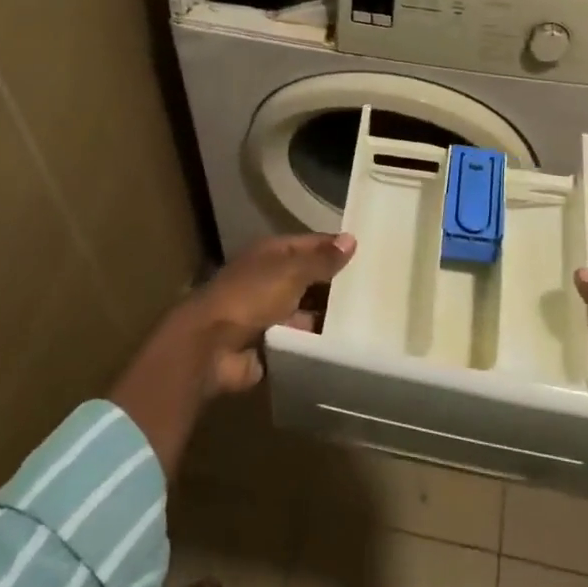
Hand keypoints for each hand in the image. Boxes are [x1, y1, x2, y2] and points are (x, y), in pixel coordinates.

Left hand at [187, 232, 355, 393]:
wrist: (210, 347)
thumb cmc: (250, 297)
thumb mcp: (291, 272)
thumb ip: (321, 259)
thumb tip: (351, 239)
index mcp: (272, 254)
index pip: (311, 244)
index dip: (336, 247)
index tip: (370, 254)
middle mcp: (271, 278)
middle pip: (310, 278)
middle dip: (337, 285)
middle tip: (377, 290)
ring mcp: (270, 312)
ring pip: (307, 310)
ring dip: (329, 315)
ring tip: (369, 319)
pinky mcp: (271, 343)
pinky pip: (301, 338)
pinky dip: (318, 341)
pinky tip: (348, 344)